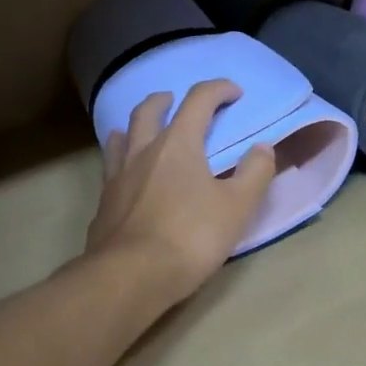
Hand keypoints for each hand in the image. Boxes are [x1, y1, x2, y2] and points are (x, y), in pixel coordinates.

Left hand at [86, 81, 274, 303]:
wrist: (130, 276)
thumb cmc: (190, 236)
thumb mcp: (237, 206)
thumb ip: (254, 173)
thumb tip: (263, 148)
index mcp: (178, 144)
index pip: (198, 101)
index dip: (218, 90)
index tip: (234, 92)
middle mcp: (142, 151)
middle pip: (149, 111)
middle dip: (165, 100)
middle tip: (175, 100)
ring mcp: (117, 176)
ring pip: (121, 136)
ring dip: (134, 125)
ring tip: (142, 130)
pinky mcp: (103, 203)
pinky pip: (110, 168)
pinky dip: (120, 159)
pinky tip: (125, 175)